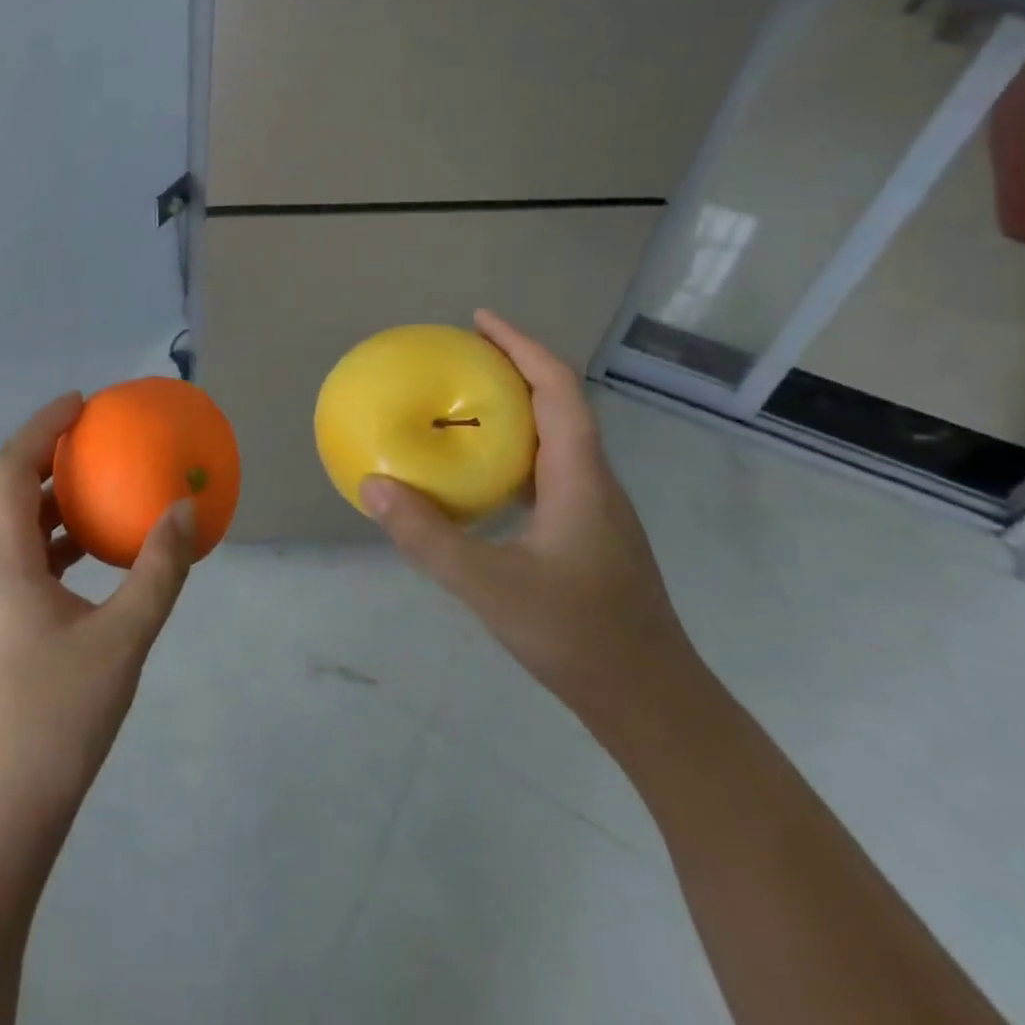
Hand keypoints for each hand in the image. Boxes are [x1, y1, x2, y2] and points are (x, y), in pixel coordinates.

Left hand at [0, 393, 194, 828]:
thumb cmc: (59, 716)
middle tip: (97, 436)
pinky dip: (60, 540)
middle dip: (49, 455)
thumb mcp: (123, 638)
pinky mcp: (1, 626)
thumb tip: (184, 509)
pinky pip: (28, 560)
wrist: (5, 807)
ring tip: (102, 485)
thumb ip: (158, 570)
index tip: (81, 403)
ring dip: (55, 499)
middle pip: (10, 490)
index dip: (42, 426)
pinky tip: (98, 555)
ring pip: (18, 528)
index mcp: (4, 560)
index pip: (11, 468)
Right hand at [360, 311, 703, 734]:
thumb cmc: (579, 636)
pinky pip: (544, 472)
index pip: (557, 389)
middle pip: (557, 404)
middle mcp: (591, 482)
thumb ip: (427, 536)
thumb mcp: (489, 586)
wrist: (652, 704)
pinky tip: (475, 477)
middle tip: (457, 356)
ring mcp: (592, 510)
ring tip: (459, 405)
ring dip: (511, 410)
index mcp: (579, 477)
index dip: (520, 346)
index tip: (478, 320)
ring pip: (552, 439)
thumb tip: (373, 485)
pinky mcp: (584, 535)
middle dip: (512, 368)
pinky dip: (508, 453)